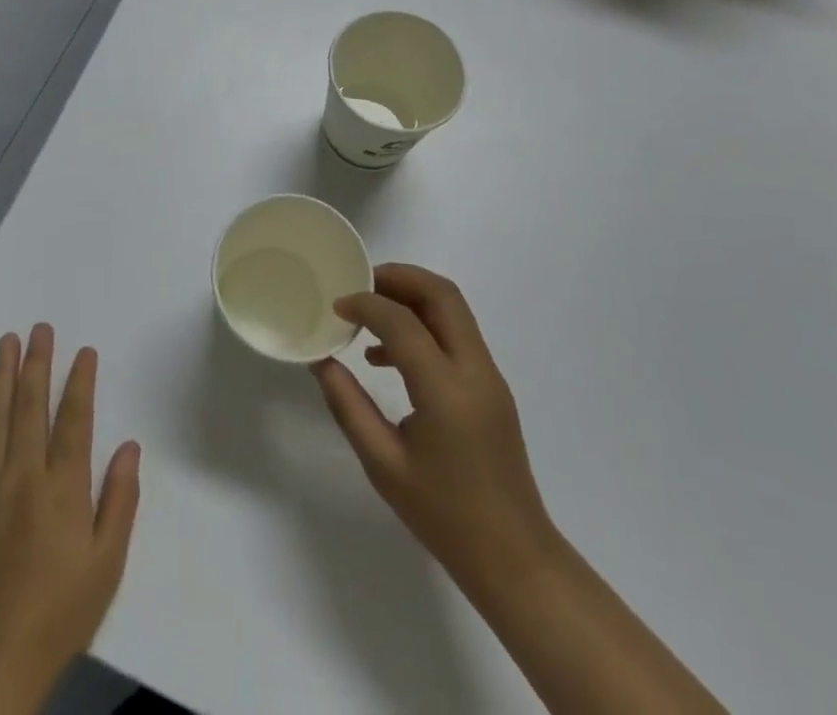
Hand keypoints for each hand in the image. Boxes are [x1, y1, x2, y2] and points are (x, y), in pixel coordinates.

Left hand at [0, 324, 140, 693]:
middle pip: (31, 407)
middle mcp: (23, 475)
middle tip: (40, 328)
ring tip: (6, 342)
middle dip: (37, 363)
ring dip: (1, 377)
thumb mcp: (107, 562)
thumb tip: (130, 446)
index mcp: (63, 487)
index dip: (80, 382)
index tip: (84, 352)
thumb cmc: (61, 610)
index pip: (74, 419)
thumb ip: (120, 500)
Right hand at [312, 264, 557, 599]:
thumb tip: (322, 361)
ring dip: (412, 296)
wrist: (514, 559)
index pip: (402, 322)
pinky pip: (457, 334)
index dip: (366, 304)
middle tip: (360, 284)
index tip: (336, 305)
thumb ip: (348, 406)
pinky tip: (389, 356)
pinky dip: (424, 324)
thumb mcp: (383, 465)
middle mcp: (475, 370)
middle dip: (399, 277)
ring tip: (369, 314)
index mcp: (446, 390)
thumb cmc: (444, 516)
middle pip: (442, 294)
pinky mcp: (491, 386)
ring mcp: (489, 376)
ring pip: (453, 309)